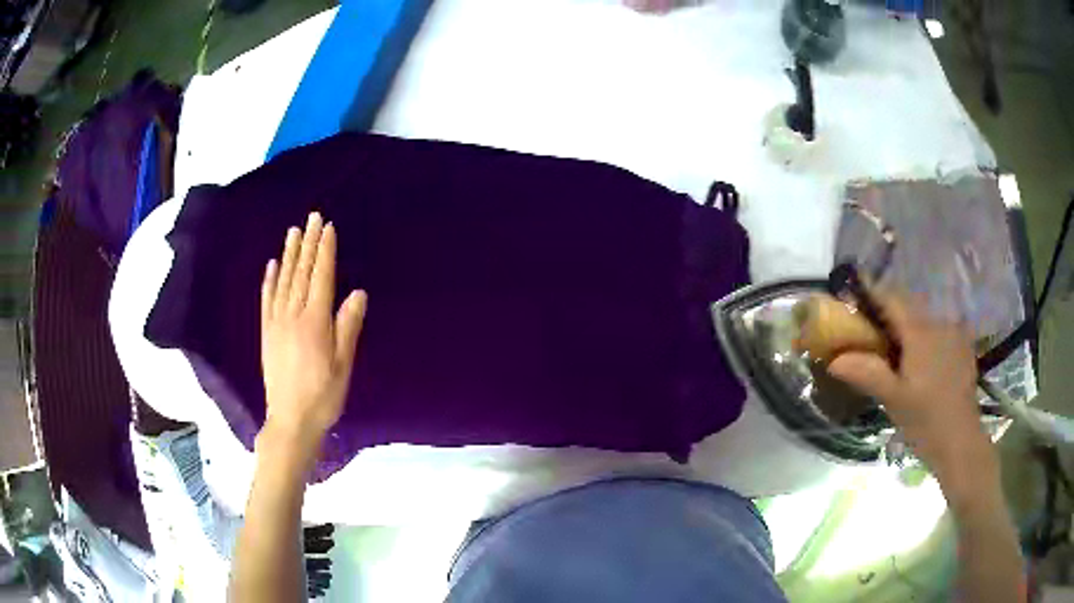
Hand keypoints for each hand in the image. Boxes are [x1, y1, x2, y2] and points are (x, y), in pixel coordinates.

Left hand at [260, 212, 366, 454]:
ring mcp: (276, 323)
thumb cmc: (323, 396)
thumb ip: (347, 327)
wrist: (290, 420)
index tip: (328, 228)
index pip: (320, 278)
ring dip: (289, 255)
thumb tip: (357, 293)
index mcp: (315, 322)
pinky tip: (271, 266)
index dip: (324, 251)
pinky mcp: (266, 333)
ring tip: (293, 232)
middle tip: (312, 218)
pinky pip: (267, 300)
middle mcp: (293, 316)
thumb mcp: (342, 365)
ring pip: (283, 281)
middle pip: (301, 273)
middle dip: (308, 243)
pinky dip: (269, 280)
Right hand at [826, 294, 996, 499]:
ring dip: (905, 329)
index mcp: (920, 331)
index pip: (891, 298)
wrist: (961, 442)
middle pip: (907, 307)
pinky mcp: (961, 347)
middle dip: (886, 316)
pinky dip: (923, 339)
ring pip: (923, 319)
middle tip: (868, 339)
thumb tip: (834, 359)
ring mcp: (953, 333)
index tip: (851, 302)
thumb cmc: (925, 421)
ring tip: (894, 356)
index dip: (870, 295)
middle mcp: (938, 322)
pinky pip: (937, 332)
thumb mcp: (893, 400)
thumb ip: (866, 373)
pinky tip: (920, 365)